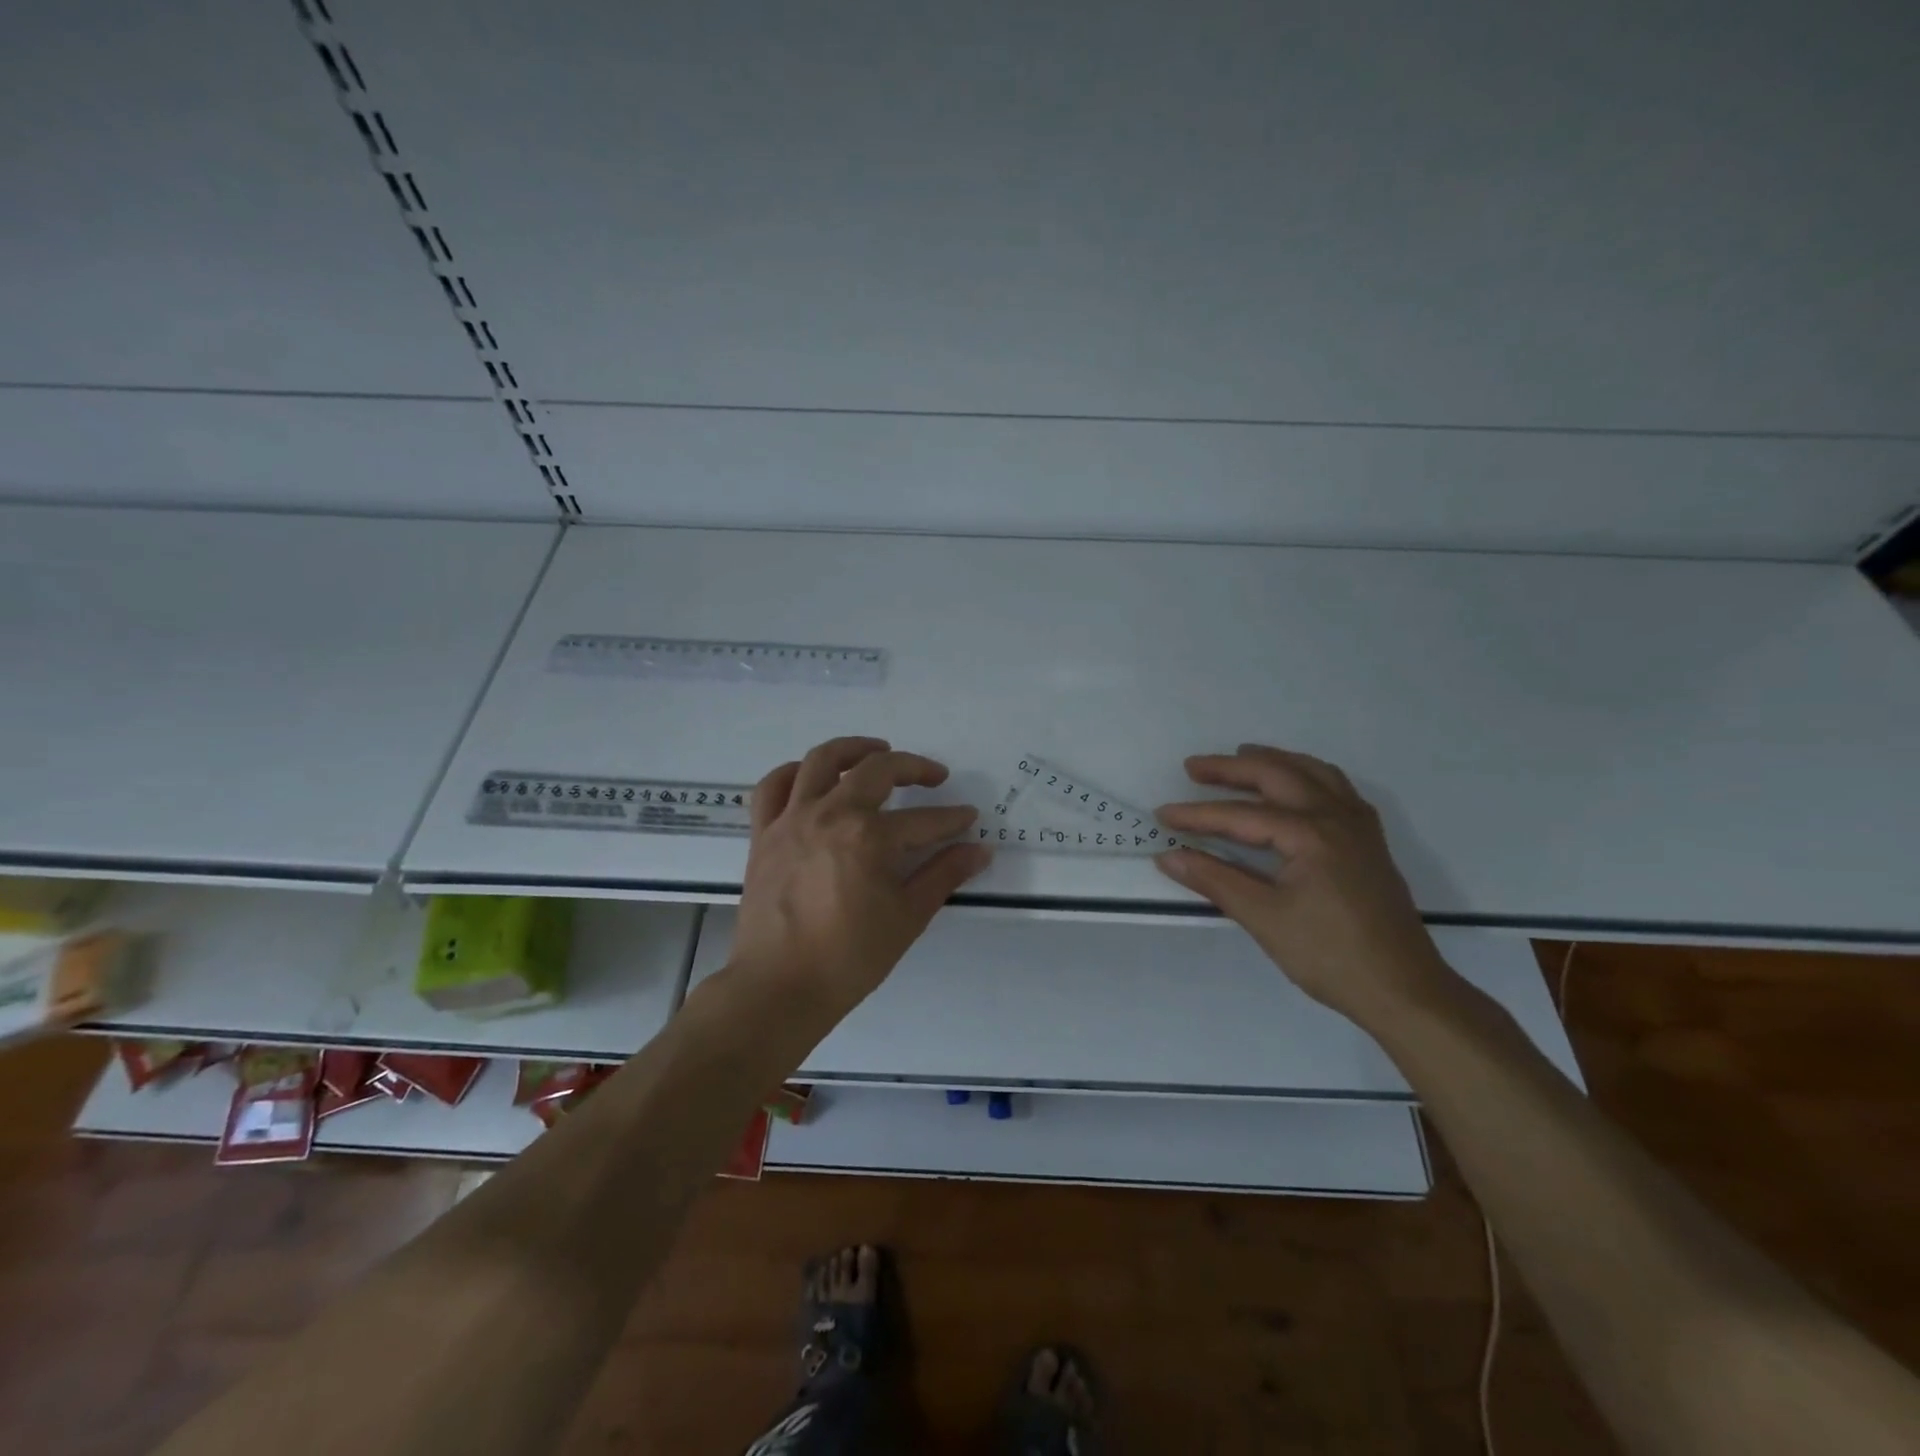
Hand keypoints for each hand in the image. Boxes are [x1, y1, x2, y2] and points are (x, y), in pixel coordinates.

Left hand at [727, 736, 991, 1017]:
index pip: (924, 820)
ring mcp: (791, 819)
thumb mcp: (908, 917)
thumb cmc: (849, 958)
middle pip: (877, 770)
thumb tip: (980, 850)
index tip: (969, 818)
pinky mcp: (764, 833)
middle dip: (913, 768)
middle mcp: (830, 814)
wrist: (779, 987)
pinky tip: (813, 776)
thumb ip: (944, 876)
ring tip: (877, 751)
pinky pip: (773, 786)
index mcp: (869, 837)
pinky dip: (794, 772)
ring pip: (821, 761)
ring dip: (854, 748)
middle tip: (933, 777)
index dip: (952, 819)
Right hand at [1154, 744, 1454, 1029]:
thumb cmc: (1329, 955)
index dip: (1198, 815)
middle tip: (1193, 767)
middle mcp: (1336, 817)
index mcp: (1310, 834)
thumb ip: (1214, 880)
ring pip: (1312, 773)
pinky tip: (1295, 786)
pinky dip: (1307, 775)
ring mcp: (1359, 826)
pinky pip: (1336, 788)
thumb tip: (1167, 855)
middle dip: (1232, 768)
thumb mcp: (1264, 918)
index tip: (1162, 815)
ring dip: (1273, 761)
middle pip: (1277, 775)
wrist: (1403, 989)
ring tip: (1242, 757)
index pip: (1241, 815)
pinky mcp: (1369, 840)